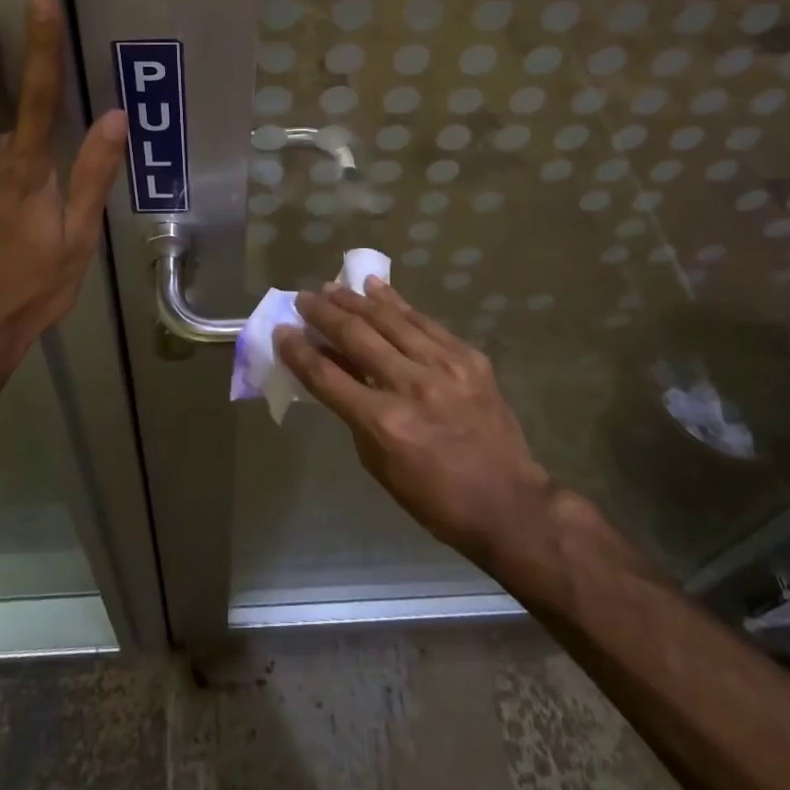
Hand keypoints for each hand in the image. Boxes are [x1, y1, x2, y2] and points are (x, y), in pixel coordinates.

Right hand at [275, 279, 556, 568]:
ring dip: (356, 300)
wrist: (508, 502)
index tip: (282, 330)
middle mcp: (410, 386)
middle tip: (303, 299)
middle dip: (323, 314)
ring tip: (332, 286)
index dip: (299, 351)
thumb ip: (355, 416)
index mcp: (383, 422)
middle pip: (356, 336)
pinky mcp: (468, 358)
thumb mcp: (381, 467)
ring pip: (390, 320)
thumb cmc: (435, 498)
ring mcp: (443, 367)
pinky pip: (424, 322)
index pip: (327, 376)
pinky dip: (397, 303)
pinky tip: (377, 288)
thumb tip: (337, 372)